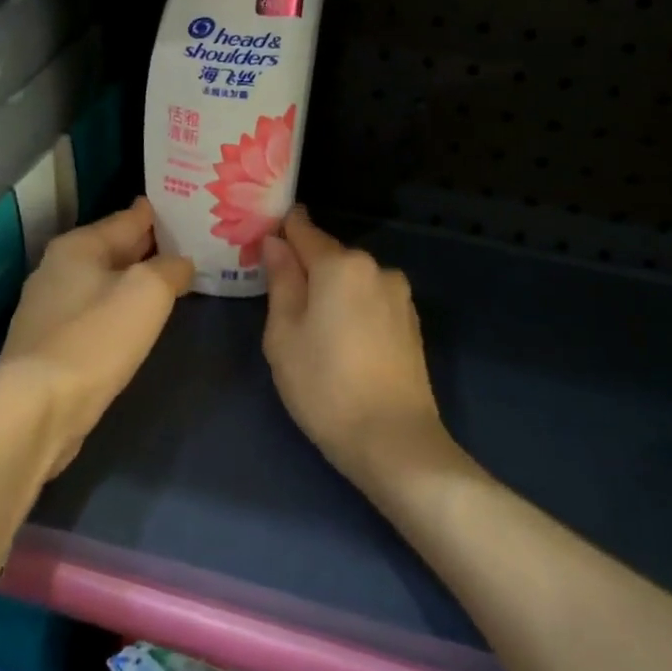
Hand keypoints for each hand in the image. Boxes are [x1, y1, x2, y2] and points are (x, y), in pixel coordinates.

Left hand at [0, 197, 193, 477]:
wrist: (39, 409)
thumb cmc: (95, 339)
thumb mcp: (147, 292)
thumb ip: (170, 268)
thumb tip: (180, 263)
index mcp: (78, 246)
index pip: (129, 217)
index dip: (162, 212)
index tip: (192, 208)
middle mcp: (58, 269)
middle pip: (115, 248)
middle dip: (151, 247)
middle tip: (193, 244)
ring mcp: (50, 308)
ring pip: (105, 282)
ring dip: (136, 281)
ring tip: (174, 281)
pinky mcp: (51, 344)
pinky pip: (96, 313)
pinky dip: (120, 310)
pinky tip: (140, 321)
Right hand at [261, 207, 447, 484]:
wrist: (394, 441)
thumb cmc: (324, 386)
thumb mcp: (284, 334)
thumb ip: (281, 280)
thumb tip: (275, 242)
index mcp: (341, 264)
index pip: (302, 229)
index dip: (280, 232)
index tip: (260, 243)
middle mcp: (375, 268)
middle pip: (329, 255)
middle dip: (305, 268)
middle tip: (278, 299)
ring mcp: (399, 295)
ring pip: (352, 280)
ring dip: (331, 291)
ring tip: (311, 329)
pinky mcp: (411, 322)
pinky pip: (371, 301)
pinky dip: (353, 309)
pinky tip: (342, 342)